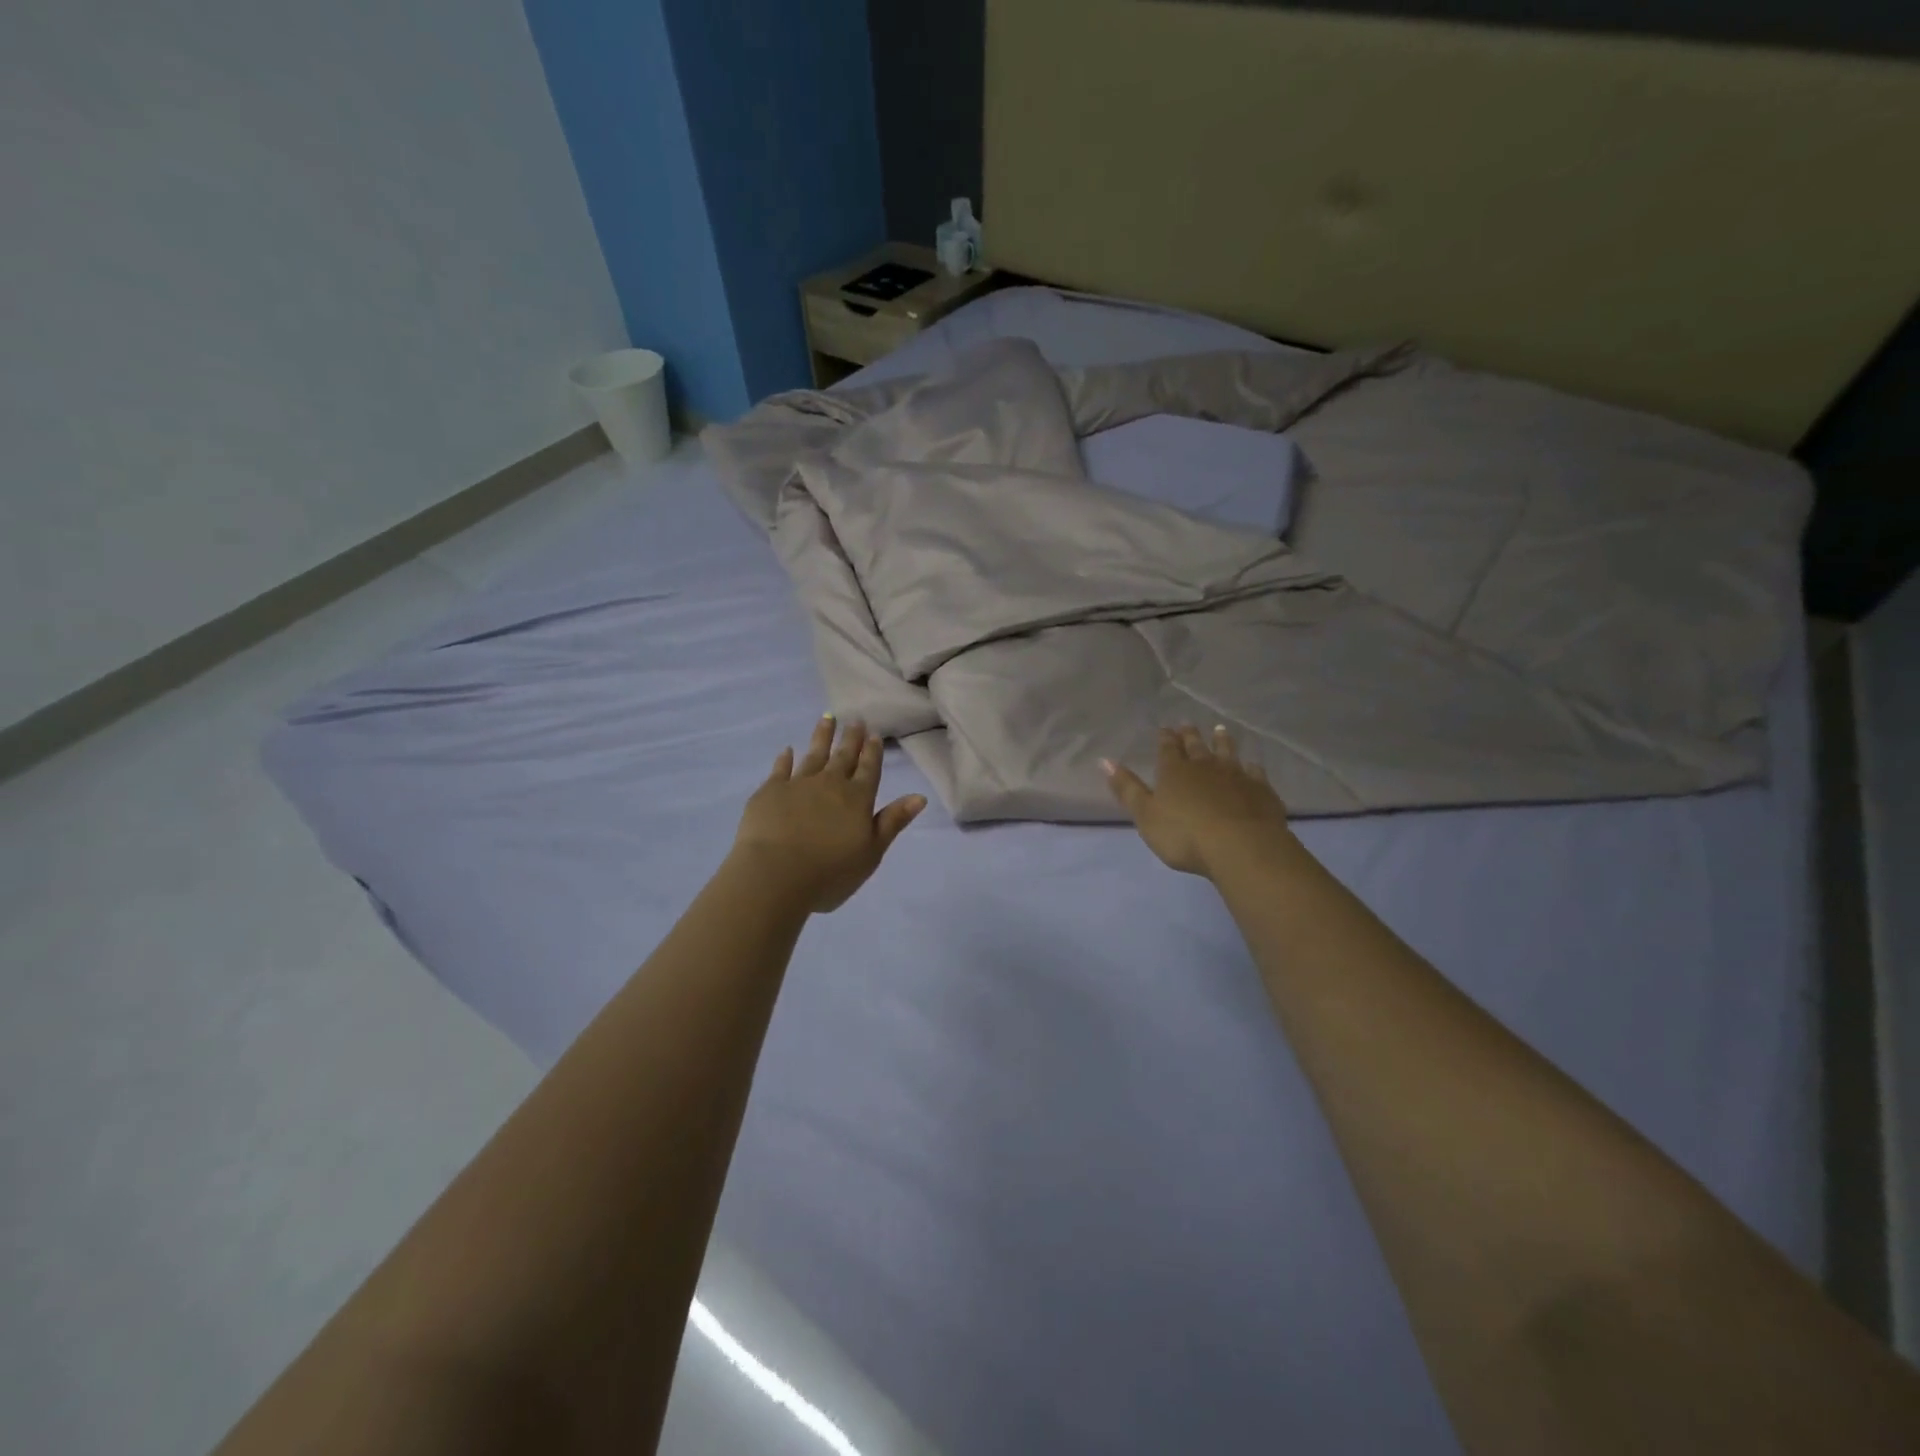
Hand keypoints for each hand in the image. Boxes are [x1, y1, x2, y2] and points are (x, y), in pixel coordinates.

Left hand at [732, 715, 926, 912]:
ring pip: (814, 755)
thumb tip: (919, 797)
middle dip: (851, 738)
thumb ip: (893, 822)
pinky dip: (785, 758)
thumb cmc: (830, 872)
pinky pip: (781, 769)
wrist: (775, 874)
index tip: (874, 733)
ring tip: (827, 718)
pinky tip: (787, 750)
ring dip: (822, 737)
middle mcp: (830, 784)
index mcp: (858, 799)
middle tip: (855, 720)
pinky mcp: (770, 792)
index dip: (872, 752)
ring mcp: (798, 785)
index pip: (869, 769)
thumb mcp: (871, 852)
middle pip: (843, 756)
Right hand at [1104, 725, 1293, 877]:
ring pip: (1227, 752)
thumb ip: (1127, 789)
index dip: (1165, 738)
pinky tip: (1252, 766)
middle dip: (1190, 735)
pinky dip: (1251, 767)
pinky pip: (1254, 773)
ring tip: (1220, 729)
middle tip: (1188, 723)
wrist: (1240, 847)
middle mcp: (1205, 767)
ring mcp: (1236, 776)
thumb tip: (1105, 761)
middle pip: (1196, 746)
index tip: (1164, 728)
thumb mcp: (1145, 815)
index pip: (1167, 749)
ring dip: (1222, 741)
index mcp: (1174, 772)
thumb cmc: (1184, 835)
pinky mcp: (1260, 790)